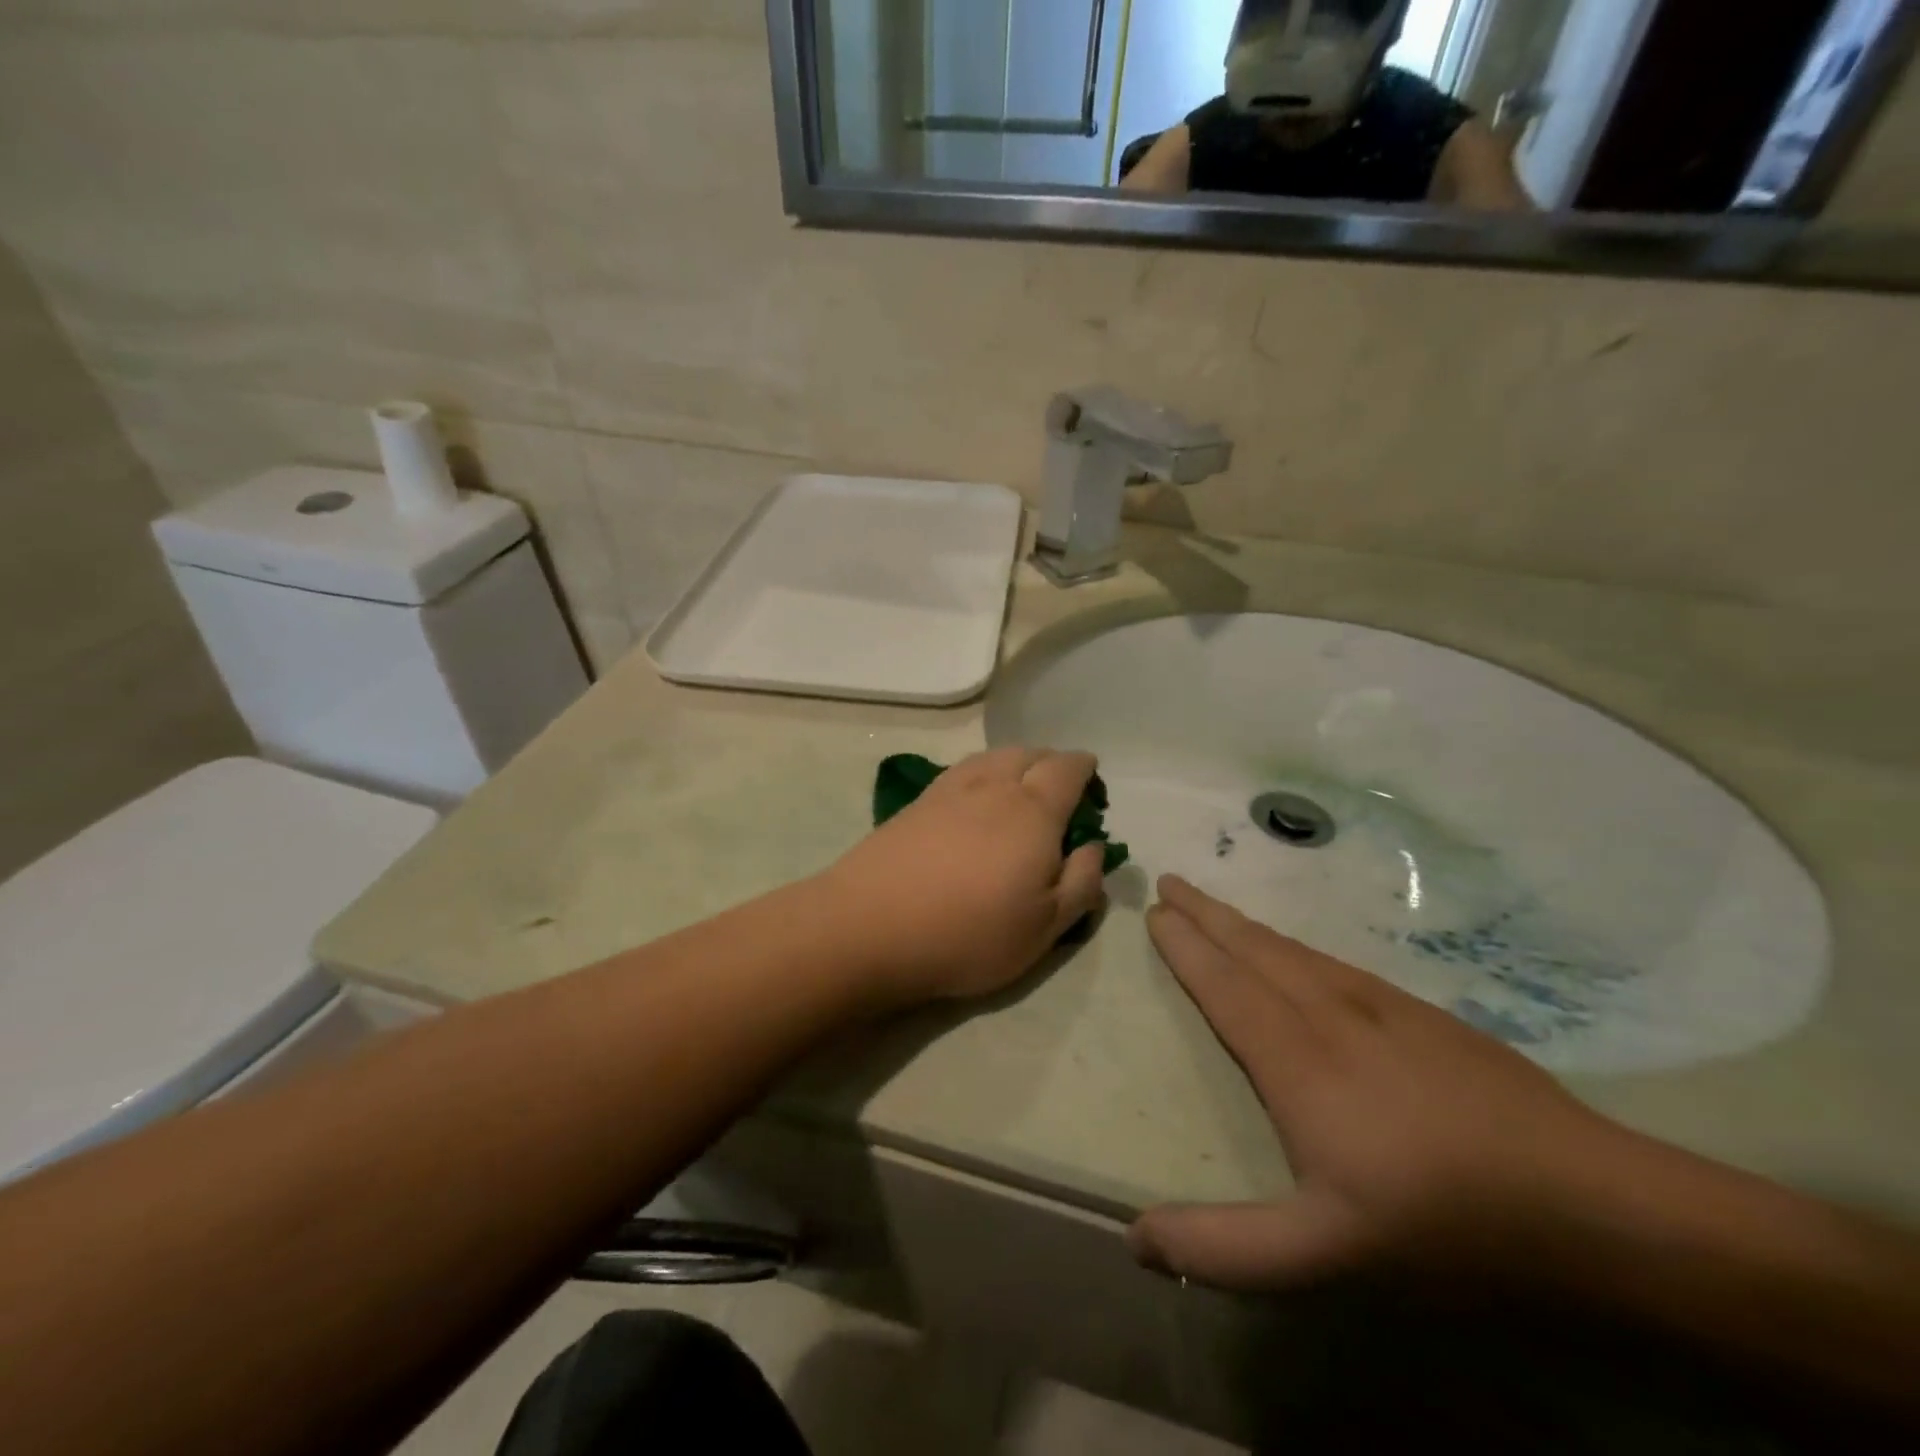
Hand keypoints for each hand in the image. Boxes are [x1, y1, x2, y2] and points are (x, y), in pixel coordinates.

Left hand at [824, 748, 1111, 1006]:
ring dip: (1015, 764)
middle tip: (1059, 795)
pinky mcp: (915, 802)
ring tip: (1018, 793)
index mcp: (1033, 809)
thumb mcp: (1046, 927)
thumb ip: (1081, 882)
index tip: (1093, 788)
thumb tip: (1091, 846)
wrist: (869, 927)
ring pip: (992, 757)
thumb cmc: (969, 933)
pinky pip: (961, 771)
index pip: (1068, 768)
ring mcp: (949, 789)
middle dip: (1051, 764)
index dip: (1085, 770)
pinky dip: (981, 775)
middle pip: (1030, 753)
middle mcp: (993, 786)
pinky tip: (974, 803)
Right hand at [1130, 875, 1633, 1290]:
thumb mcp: (1326, 1254)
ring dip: (1246, 924)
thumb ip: (1226, 1246)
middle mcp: (1330, 1014)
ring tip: (1217, 907)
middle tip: (1171, 881)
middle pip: (1253, 948)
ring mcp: (1382, 1007)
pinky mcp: (1424, 1015)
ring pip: (1294, 950)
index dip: (1186, 946)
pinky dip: (1294, 945)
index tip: (1156, 911)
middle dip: (1206, 913)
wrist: (1592, 1204)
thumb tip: (1134, 1241)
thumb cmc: (1443, 1225)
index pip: (1223, 984)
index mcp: (1295, 1059)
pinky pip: (1334, 962)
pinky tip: (1300, 955)